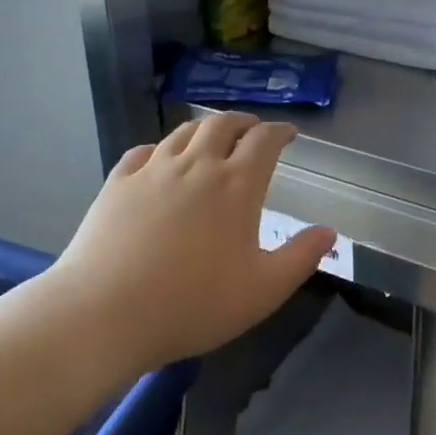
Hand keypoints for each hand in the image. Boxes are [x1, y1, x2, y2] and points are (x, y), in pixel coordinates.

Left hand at [51, 112, 335, 369]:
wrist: (106, 312)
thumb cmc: (193, 304)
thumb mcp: (262, 291)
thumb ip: (300, 258)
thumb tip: (329, 232)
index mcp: (235, 185)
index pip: (263, 141)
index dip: (279, 132)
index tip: (289, 133)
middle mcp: (195, 166)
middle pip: (222, 125)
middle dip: (243, 122)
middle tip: (252, 129)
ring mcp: (152, 171)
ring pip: (182, 133)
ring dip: (204, 129)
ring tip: (211, 137)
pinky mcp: (117, 183)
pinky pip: (143, 152)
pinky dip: (160, 149)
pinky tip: (159, 159)